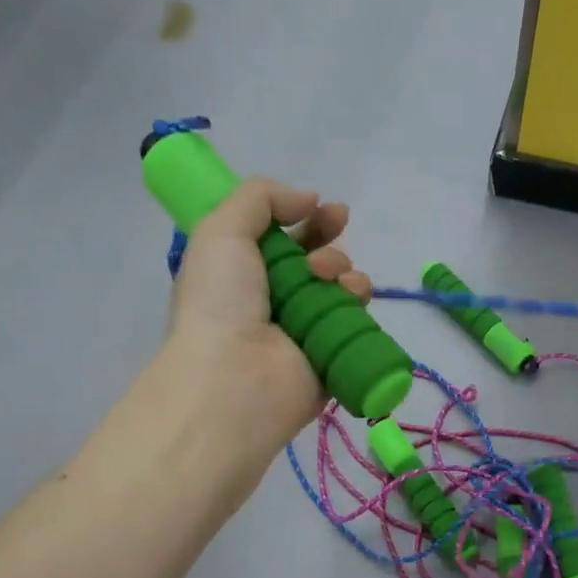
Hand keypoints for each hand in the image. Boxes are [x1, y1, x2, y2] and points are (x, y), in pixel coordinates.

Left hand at [164, 177, 372, 454]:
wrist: (234, 380)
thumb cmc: (219, 303)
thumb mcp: (221, 230)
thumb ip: (260, 198)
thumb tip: (308, 199)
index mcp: (242, 273)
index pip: (279, 237)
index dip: (301, 217)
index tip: (319, 206)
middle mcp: (275, 300)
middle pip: (315, 256)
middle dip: (328, 235)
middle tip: (336, 223)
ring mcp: (306, 328)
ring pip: (341, 283)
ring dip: (340, 266)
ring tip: (325, 276)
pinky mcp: (333, 353)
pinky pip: (358, 318)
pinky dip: (358, 301)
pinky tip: (348, 297)